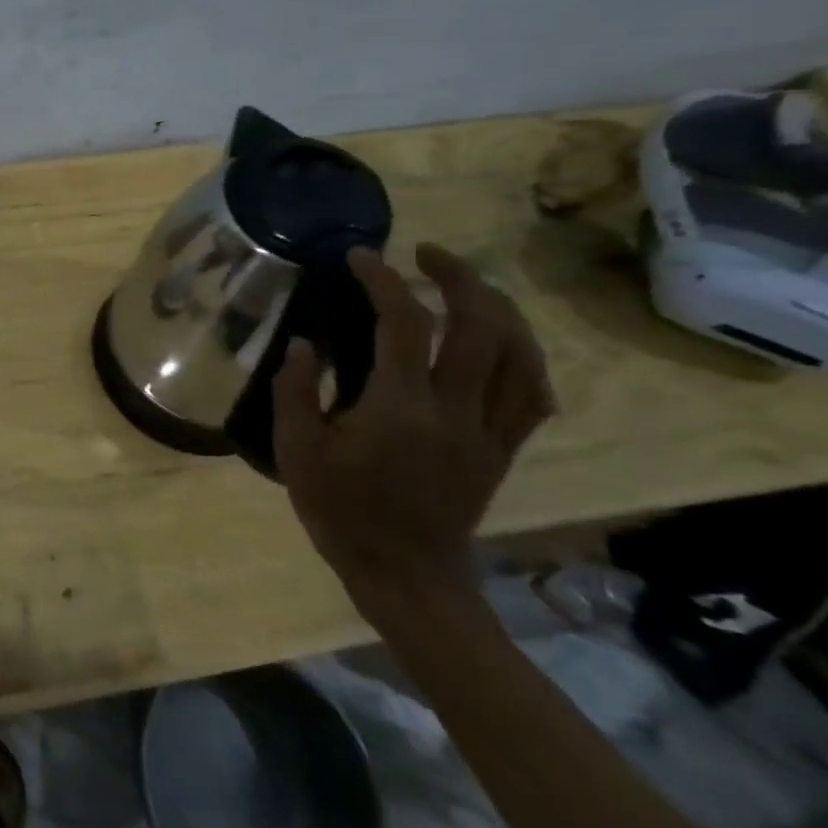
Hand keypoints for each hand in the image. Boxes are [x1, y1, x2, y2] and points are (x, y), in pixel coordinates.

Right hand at [273, 244, 556, 603]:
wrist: (404, 573)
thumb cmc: (340, 511)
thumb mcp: (296, 451)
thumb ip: (295, 391)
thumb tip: (303, 343)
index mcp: (399, 410)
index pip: (404, 326)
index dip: (384, 281)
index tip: (361, 257)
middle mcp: (455, 412)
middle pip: (481, 327)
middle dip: (458, 277)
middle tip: (425, 254)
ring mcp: (488, 431)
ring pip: (520, 355)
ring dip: (497, 308)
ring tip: (466, 286)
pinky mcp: (502, 449)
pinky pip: (532, 393)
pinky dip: (522, 356)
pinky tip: (499, 342)